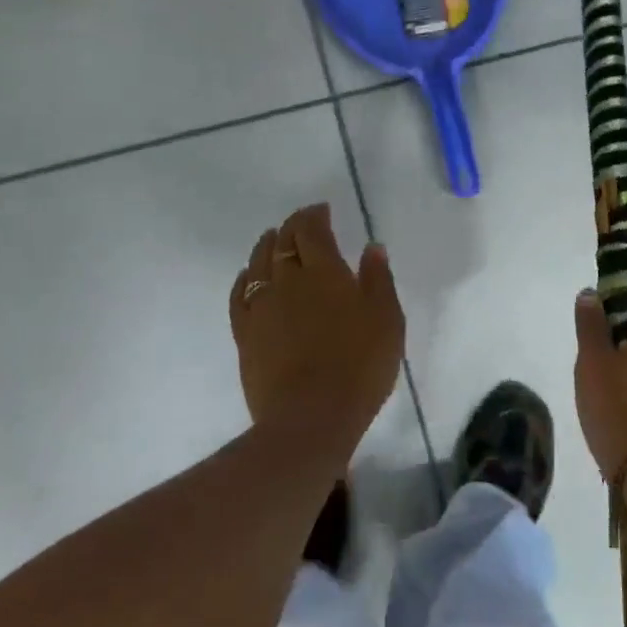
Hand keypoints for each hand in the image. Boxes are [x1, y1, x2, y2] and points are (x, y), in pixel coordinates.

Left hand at [229, 204, 404, 445]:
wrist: (311, 416)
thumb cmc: (360, 366)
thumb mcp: (387, 319)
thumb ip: (378, 279)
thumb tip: (371, 248)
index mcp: (324, 271)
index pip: (311, 230)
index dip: (314, 215)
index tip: (322, 210)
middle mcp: (287, 280)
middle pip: (282, 241)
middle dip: (292, 226)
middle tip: (303, 223)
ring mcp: (261, 307)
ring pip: (257, 263)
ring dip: (266, 245)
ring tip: (273, 239)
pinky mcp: (245, 334)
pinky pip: (239, 294)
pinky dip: (244, 277)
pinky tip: (248, 276)